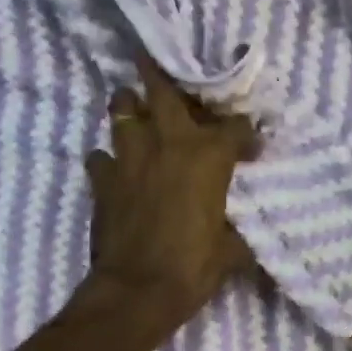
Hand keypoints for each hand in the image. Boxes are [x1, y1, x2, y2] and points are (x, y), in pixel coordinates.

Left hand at [81, 56, 259, 330]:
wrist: (136, 291)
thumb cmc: (193, 267)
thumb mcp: (232, 250)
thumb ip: (239, 229)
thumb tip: (245, 230)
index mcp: (209, 155)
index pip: (235, 126)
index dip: (246, 133)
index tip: (251, 145)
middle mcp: (168, 143)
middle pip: (162, 90)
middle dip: (159, 71)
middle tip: (155, 59)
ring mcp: (129, 157)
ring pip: (121, 110)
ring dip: (128, 106)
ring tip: (134, 109)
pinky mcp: (101, 179)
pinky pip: (100, 156)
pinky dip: (108, 159)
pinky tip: (115, 168)